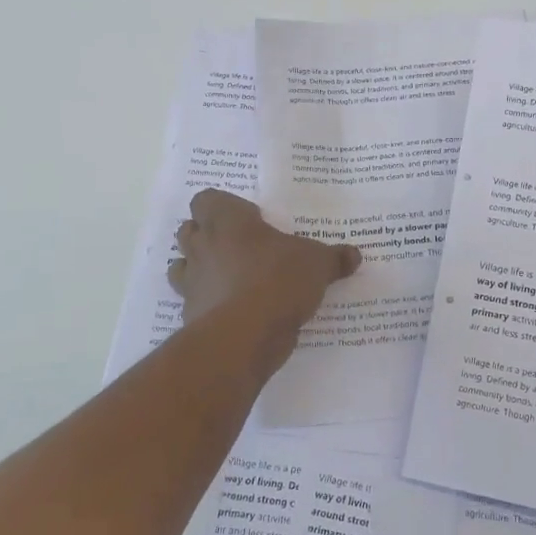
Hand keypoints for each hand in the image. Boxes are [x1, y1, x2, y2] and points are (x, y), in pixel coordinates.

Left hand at [167, 188, 360, 339]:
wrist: (246, 335)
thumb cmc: (278, 279)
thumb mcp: (317, 264)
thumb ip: (334, 258)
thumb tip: (354, 255)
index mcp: (227, 221)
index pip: (206, 199)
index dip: (221, 206)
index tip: (247, 218)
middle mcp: (202, 246)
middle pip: (188, 230)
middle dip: (206, 235)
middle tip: (238, 246)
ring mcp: (192, 282)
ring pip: (181, 267)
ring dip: (199, 270)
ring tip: (229, 279)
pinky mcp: (190, 315)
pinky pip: (193, 303)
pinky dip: (207, 305)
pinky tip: (231, 312)